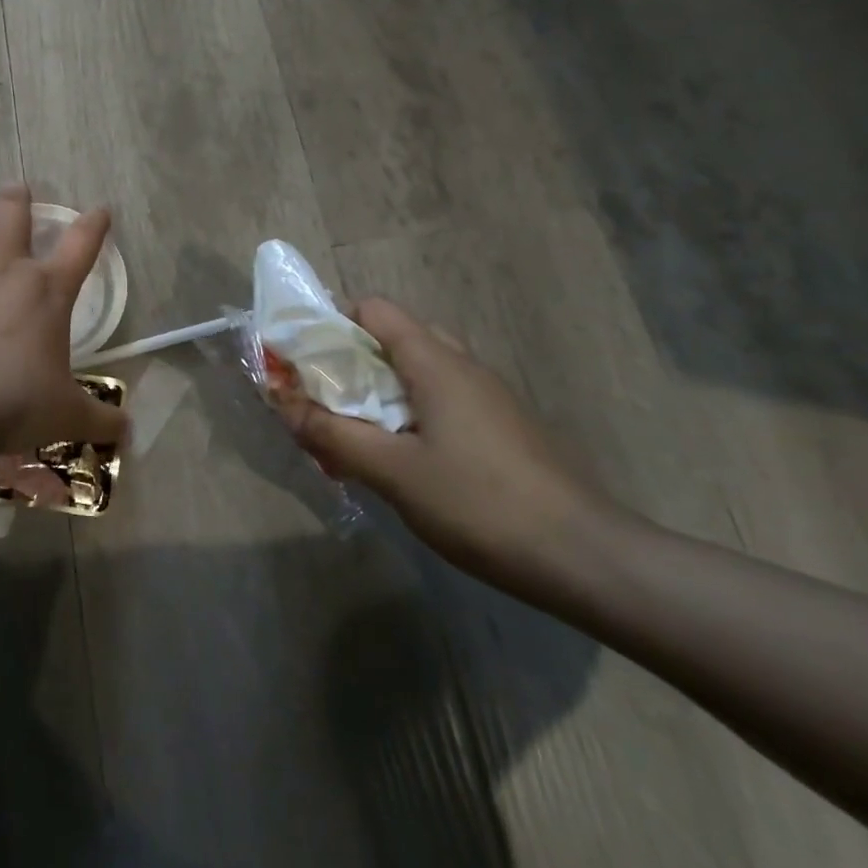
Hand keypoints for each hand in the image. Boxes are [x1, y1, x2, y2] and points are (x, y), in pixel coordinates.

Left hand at [0, 182, 128, 455]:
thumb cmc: (23, 399)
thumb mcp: (70, 414)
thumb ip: (102, 419)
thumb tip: (128, 433)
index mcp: (49, 289)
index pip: (82, 243)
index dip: (94, 224)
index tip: (100, 210)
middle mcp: (6, 273)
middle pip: (9, 212)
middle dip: (13, 197)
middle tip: (15, 190)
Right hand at [273, 300, 619, 586]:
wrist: (585, 557)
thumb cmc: (480, 503)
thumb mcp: (393, 472)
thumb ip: (332, 434)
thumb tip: (282, 403)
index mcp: (435, 361)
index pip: (374, 309)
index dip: (332, 322)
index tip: (303, 359)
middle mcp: (463, 365)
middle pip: (393, 337)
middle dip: (350, 361)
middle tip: (322, 398)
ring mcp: (487, 396)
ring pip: (417, 372)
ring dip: (377, 391)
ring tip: (353, 433)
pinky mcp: (500, 426)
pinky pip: (440, 400)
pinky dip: (407, 414)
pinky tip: (401, 461)